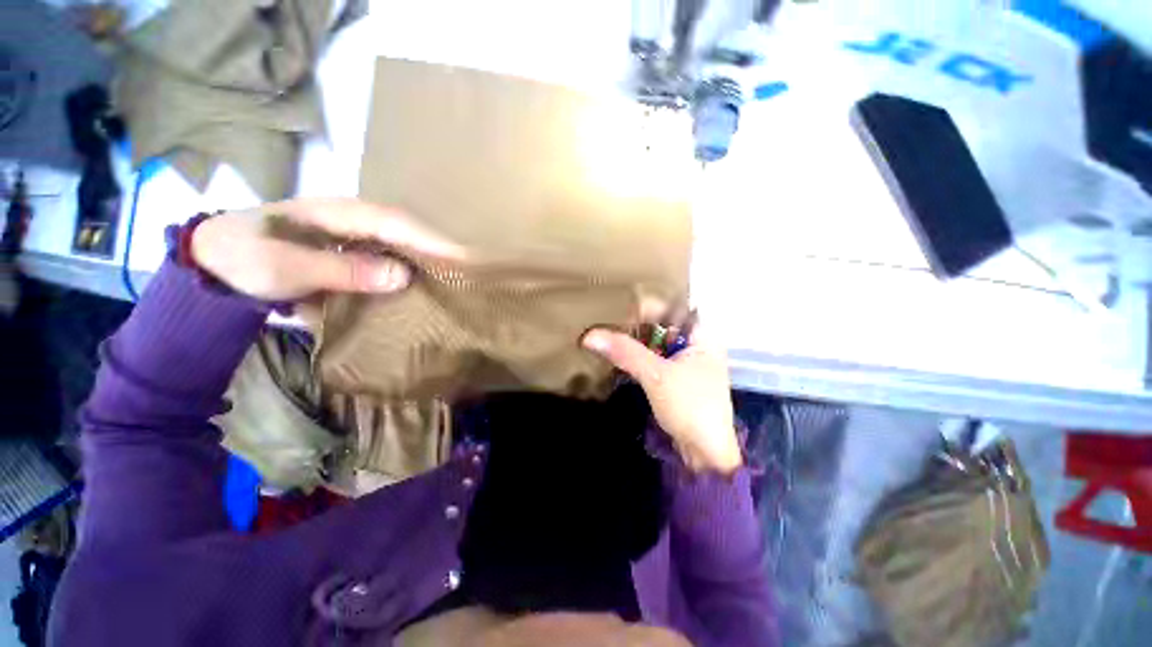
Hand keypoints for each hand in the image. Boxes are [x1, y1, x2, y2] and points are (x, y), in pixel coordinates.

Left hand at [191, 198, 464, 300]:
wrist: (216, 263)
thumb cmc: (247, 257)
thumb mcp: (289, 266)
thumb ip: (344, 270)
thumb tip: (403, 277)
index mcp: (341, 214)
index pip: (399, 224)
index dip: (434, 241)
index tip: (466, 260)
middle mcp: (356, 221)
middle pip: (409, 232)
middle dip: (441, 249)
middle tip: (472, 272)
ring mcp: (355, 237)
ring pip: (404, 245)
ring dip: (431, 261)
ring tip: (458, 280)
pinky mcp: (354, 254)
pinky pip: (392, 259)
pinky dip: (412, 270)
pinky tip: (425, 286)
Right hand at [582, 319, 740, 474]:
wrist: (706, 454)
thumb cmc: (690, 407)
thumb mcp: (656, 375)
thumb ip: (624, 352)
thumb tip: (589, 335)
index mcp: (700, 334)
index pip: (668, 308)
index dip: (641, 308)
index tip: (613, 312)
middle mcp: (694, 343)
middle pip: (659, 325)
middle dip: (632, 326)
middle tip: (602, 324)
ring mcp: (684, 361)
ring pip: (654, 343)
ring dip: (632, 342)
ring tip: (604, 337)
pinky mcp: (674, 377)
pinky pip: (653, 359)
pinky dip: (636, 357)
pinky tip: (616, 356)